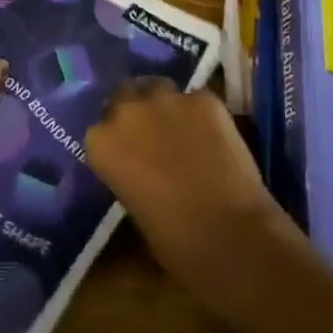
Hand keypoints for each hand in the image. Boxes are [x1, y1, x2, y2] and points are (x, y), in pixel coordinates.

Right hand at [86, 81, 294, 298]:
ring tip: (182, 129)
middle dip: (135, 111)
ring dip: (164, 105)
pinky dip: (201, 114)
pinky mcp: (204, 98)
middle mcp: (128, 111)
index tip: (128, 154)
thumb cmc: (177, 243)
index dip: (116, 141)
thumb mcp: (135, 211)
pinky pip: (196, 99)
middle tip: (152, 135)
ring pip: (158, 88)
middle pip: (124, 96)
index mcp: (102, 143)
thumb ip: (127, 176)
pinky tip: (214, 136)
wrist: (233, 237)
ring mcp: (167, 99)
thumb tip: (138, 170)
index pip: (100, 130)